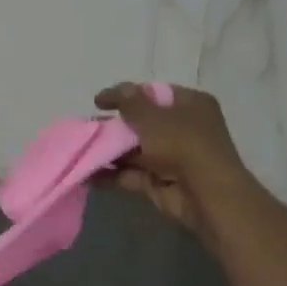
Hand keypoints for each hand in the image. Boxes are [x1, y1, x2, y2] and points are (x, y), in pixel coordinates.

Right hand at [95, 82, 251, 243]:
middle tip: (88, 127)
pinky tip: (87, 172)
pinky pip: (131, 173)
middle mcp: (183, 128)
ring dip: (109, 150)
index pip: (154, 94)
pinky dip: (111, 173)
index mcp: (191, 105)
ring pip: (134, 150)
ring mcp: (171, 157)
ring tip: (81, 148)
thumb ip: (128, 101)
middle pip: (142, 122)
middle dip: (115, 126)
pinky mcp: (160, 181)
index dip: (127, 95)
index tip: (100, 102)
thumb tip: (114, 91)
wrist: (205, 195)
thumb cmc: (182, 143)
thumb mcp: (151, 115)